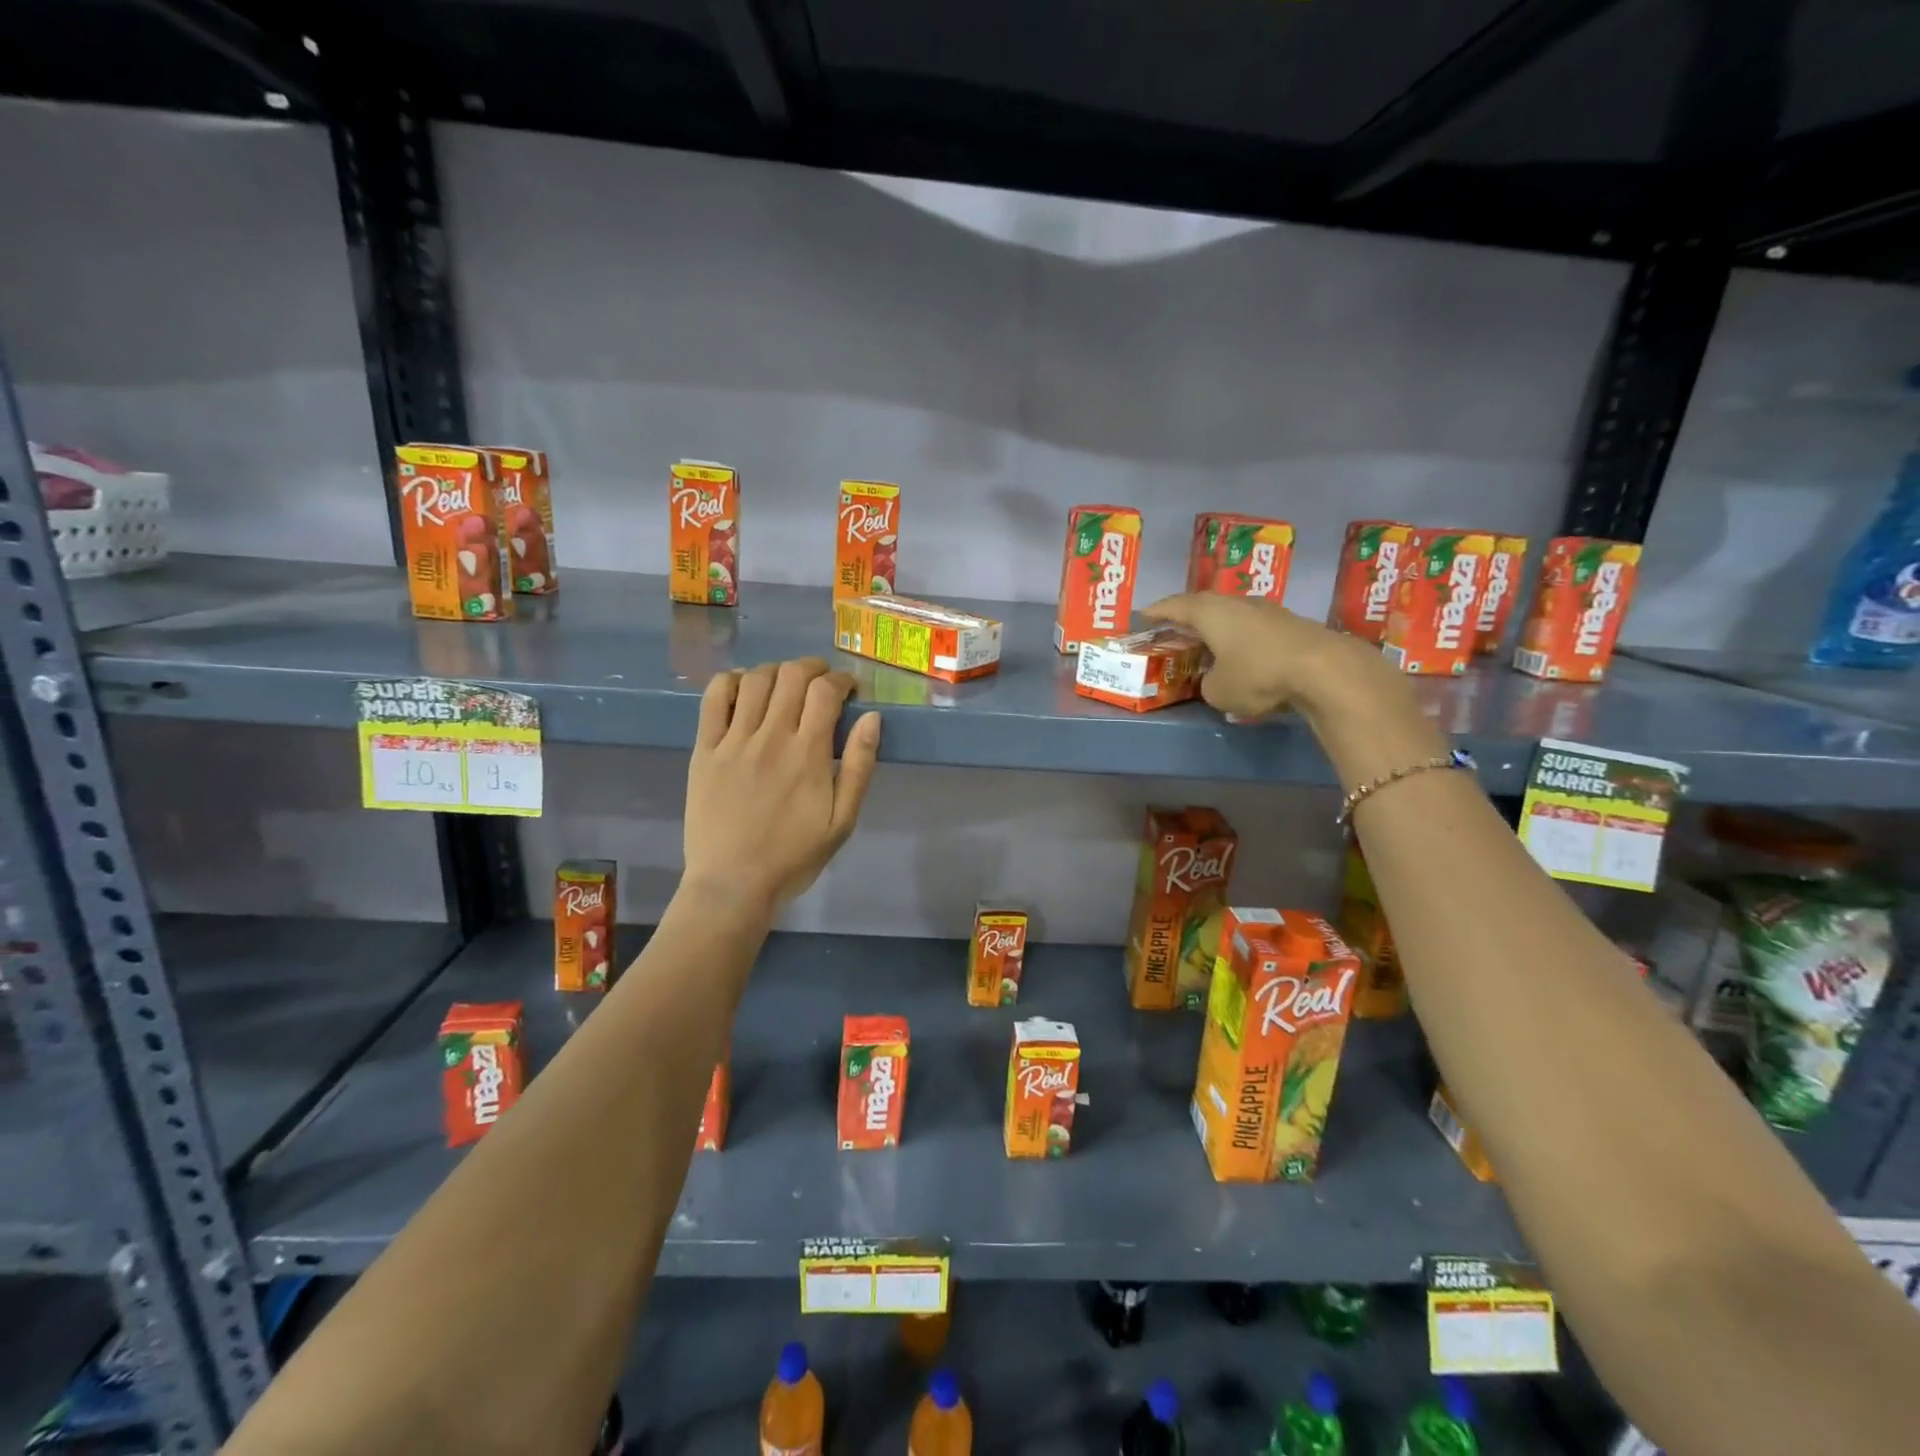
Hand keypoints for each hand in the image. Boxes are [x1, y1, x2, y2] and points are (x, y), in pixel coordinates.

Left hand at [683, 658, 881, 913]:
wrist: (733, 884)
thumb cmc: (794, 856)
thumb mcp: (843, 821)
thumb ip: (859, 766)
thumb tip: (872, 718)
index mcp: (808, 754)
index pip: (825, 691)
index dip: (842, 680)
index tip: (849, 691)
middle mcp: (771, 736)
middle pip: (792, 675)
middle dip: (813, 668)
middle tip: (822, 683)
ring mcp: (733, 740)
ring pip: (755, 679)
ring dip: (777, 671)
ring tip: (786, 685)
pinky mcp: (705, 749)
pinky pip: (714, 698)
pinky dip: (733, 681)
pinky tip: (745, 690)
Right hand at [1142, 593, 1388, 719]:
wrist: (1324, 669)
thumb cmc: (1258, 675)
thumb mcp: (1218, 692)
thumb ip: (1207, 684)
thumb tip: (1216, 680)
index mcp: (1209, 612)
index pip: (1174, 606)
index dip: (1156, 612)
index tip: (1143, 617)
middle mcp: (1235, 603)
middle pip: (1204, 606)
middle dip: (1187, 618)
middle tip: (1173, 631)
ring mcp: (1266, 610)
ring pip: (1231, 616)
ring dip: (1217, 629)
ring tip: (1207, 644)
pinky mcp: (1290, 624)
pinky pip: (1253, 629)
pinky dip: (1241, 639)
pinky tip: (1241, 655)